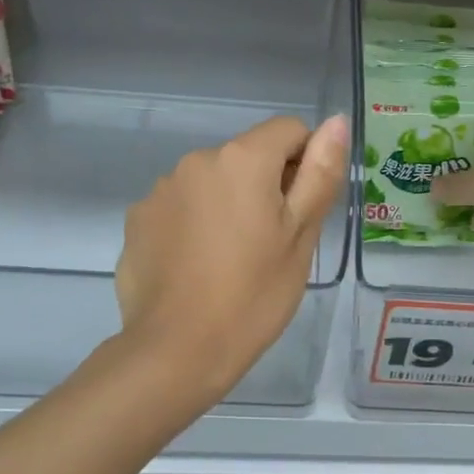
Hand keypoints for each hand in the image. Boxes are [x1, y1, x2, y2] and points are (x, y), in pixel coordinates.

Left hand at [116, 114, 348, 395]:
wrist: (176, 351)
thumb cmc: (253, 295)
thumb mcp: (300, 236)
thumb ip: (319, 173)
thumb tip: (335, 122)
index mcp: (242, 159)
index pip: (289, 131)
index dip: (305, 164)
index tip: (300, 213)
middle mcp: (197, 161)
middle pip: (248, 156)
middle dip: (265, 187)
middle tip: (270, 245)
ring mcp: (161, 190)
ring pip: (213, 183)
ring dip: (228, 204)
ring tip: (231, 261)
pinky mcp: (138, 219)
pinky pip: (181, 208)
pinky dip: (195, 225)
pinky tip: (196, 268)